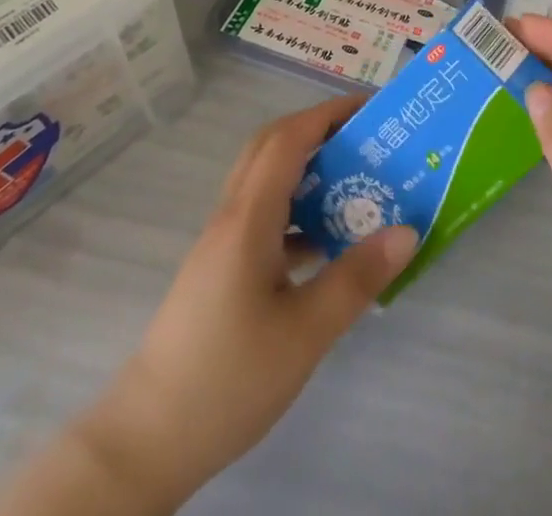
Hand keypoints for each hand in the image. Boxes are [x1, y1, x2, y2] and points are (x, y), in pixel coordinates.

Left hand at [82, 96, 418, 506]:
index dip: (330, 113)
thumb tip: (407, 231)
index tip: (373, 108)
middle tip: (366, 137)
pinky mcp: (221, 270)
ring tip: (356, 181)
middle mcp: (232, 217)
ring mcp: (222, 244)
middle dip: (320, 129)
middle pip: (272, 147)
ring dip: (308, 168)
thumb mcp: (305, 333)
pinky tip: (325, 243)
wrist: (145, 444)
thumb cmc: (227, 379)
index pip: (289, 138)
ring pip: (266, 180)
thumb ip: (356, 278)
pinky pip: (263, 215)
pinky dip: (297, 209)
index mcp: (248, 218)